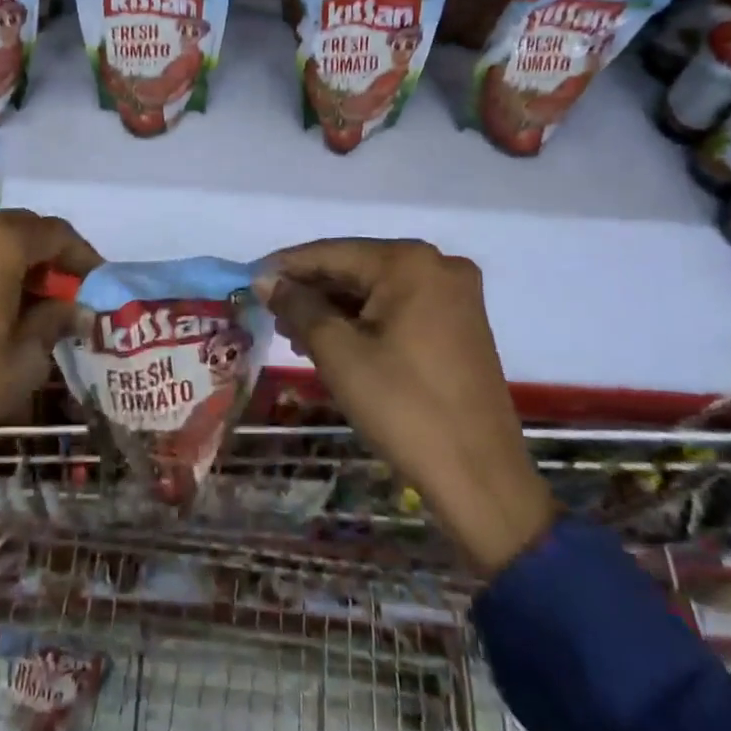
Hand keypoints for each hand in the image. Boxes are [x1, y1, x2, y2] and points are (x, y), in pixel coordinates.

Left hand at [0, 210, 99, 506]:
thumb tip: (75, 310)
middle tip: (68, 297)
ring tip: (34, 305)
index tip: (98, 286)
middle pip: (21, 229)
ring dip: (17, 263)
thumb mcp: (22, 361)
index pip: (56, 233)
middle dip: (49, 259)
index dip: (83, 258)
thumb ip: (54, 322)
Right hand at [255, 240, 554, 577]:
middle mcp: (438, 265)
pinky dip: (365, 321)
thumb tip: (266, 279)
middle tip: (272, 316)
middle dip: (312, 291)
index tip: (250, 281)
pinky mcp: (461, 324)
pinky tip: (335, 342)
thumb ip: (298, 306)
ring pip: (377, 290)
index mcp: (410, 263)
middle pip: (357, 268)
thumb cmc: (403, 407)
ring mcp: (455, 295)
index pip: (332, 253)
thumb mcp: (338, 352)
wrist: (480, 477)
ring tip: (296, 335)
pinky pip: (400, 308)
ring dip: (336, 308)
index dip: (287, 267)